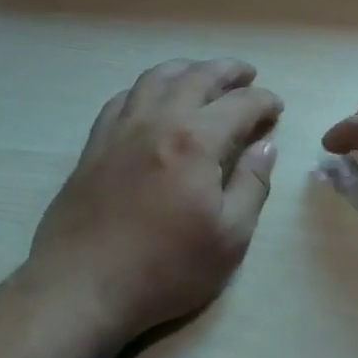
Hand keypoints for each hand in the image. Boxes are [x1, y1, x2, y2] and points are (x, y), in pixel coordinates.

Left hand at [27, 58, 281, 341]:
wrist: (81, 287)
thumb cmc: (165, 268)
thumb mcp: (229, 238)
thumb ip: (252, 185)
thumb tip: (265, 146)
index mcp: (195, 140)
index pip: (239, 104)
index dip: (263, 101)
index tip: (276, 108)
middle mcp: (157, 121)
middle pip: (196, 77)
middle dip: (227, 71)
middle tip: (247, 74)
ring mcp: (120, 129)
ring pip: (155, 79)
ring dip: (185, 70)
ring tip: (202, 75)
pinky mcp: (94, 145)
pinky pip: (123, 98)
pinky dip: (147, 88)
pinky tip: (153, 100)